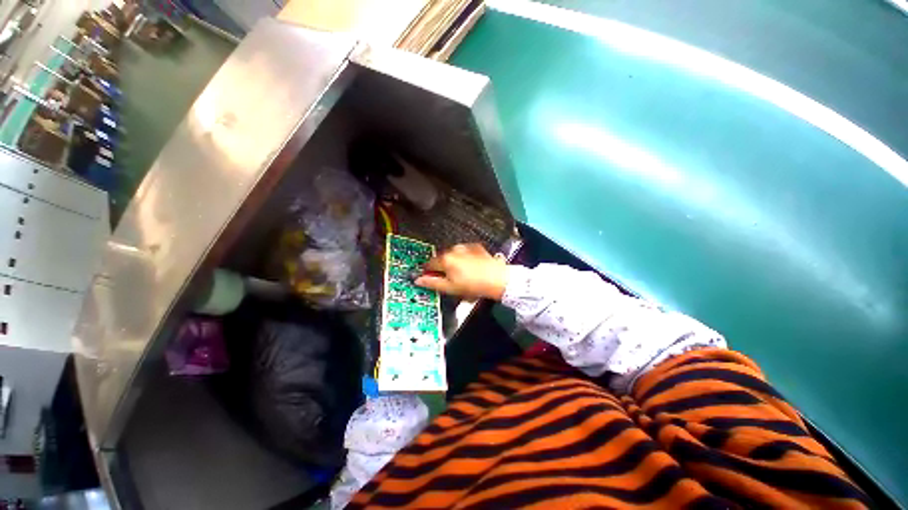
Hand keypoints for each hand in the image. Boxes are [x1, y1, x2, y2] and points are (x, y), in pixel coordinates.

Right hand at [414, 243, 507, 300]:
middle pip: (442, 258)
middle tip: (450, 279)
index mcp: (445, 259)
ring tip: (463, 274)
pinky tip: (471, 267)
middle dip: (443, 267)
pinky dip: (465, 257)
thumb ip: (432, 282)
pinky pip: (465, 252)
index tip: (432, 278)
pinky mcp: (476, 247)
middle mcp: (453, 249)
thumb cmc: (472, 285)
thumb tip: (418, 280)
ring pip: (453, 254)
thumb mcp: (450, 288)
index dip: (429, 272)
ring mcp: (465, 247)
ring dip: (454, 262)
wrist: (496, 278)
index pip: (429, 264)